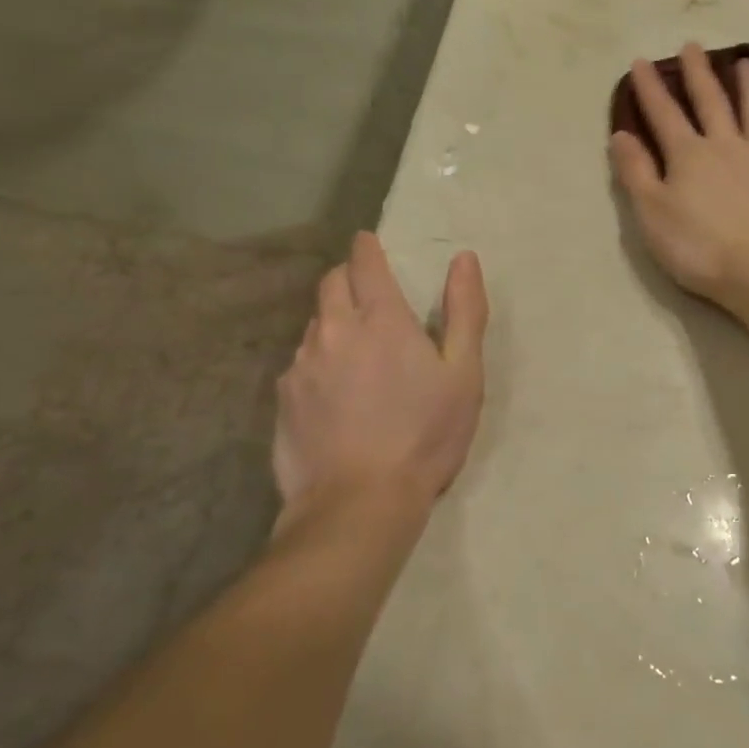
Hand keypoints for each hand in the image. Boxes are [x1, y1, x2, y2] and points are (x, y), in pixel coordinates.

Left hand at [271, 233, 487, 532]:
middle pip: (331, 284)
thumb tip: (463, 259)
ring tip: (356, 349)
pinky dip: (319, 361)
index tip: (370, 243)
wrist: (359, 504)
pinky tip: (335, 392)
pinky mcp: (284, 399)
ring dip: (334, 321)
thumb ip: (464, 311)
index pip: (364, 262)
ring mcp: (302, 365)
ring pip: (315, 324)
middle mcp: (333, 331)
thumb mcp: (464, 373)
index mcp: (380, 319)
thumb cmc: (425, 435)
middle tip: (369, 294)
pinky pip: (301, 363)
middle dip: (348, 277)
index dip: (368, 248)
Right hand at [610, 42, 748, 302]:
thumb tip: (620, 134)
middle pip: (710, 102)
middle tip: (693, 45)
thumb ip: (635, 172)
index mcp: (688, 155)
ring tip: (747, 63)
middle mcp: (726, 146)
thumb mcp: (651, 213)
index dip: (650, 88)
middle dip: (699, 74)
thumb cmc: (697, 246)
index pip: (663, 114)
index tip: (642, 61)